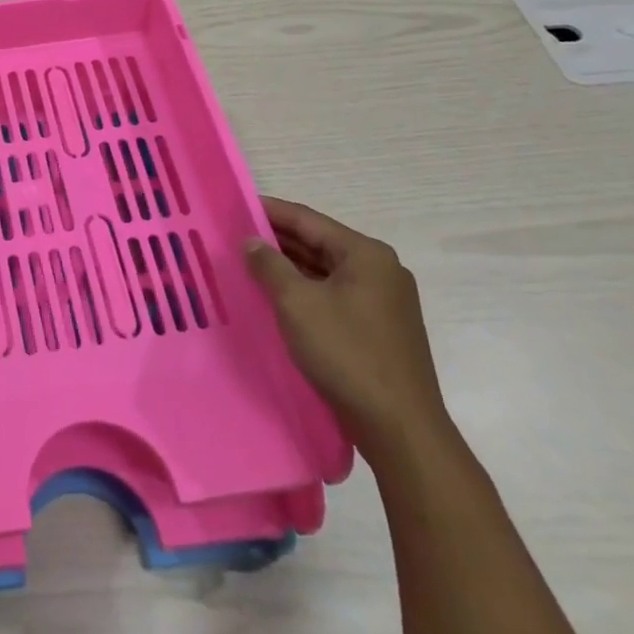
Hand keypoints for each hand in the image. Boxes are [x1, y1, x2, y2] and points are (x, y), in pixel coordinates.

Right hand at [245, 198, 451, 460]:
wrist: (399, 428)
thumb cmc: (347, 353)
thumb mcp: (297, 303)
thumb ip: (269, 265)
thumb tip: (251, 241)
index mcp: (366, 255)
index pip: (308, 220)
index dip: (269, 210)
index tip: (234, 205)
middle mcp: (380, 271)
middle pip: (318, 243)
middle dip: (276, 240)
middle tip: (233, 235)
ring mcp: (382, 302)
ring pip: (324, 271)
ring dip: (288, 267)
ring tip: (247, 264)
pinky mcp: (378, 329)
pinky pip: (333, 296)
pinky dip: (304, 291)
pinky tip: (275, 297)